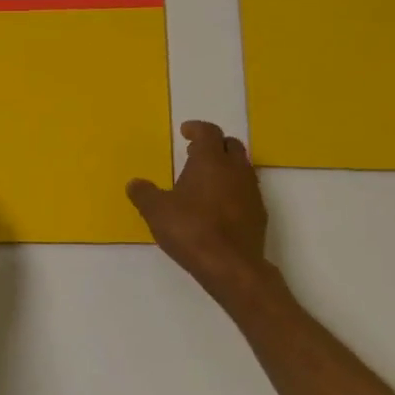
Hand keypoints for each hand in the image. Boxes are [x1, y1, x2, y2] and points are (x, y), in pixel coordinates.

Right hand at [127, 121, 278, 305]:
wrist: (231, 266)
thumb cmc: (191, 229)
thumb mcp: (155, 211)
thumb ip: (143, 193)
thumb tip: (135, 183)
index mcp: (210, 161)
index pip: (208, 132)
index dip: (196, 128)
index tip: (185, 131)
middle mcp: (235, 170)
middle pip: (230, 145)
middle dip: (213, 145)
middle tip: (194, 152)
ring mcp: (251, 192)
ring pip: (241, 168)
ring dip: (224, 167)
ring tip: (204, 180)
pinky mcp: (259, 214)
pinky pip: (246, 191)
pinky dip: (232, 189)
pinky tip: (218, 206)